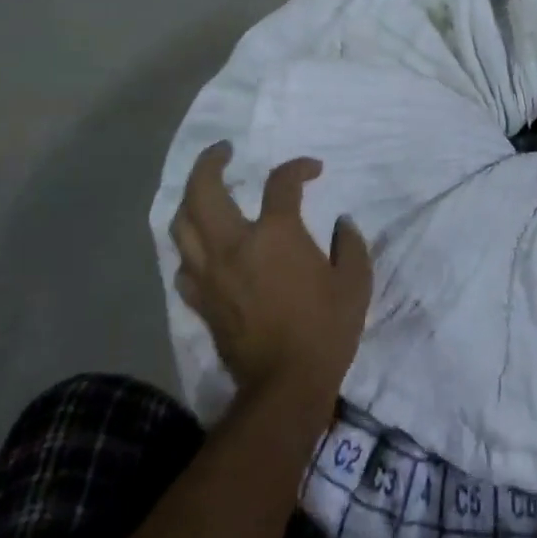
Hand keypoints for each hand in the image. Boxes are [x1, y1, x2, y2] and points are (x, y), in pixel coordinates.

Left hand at [171, 142, 372, 418]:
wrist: (285, 387)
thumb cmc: (325, 330)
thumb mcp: (354, 282)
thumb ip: (349, 245)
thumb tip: (341, 224)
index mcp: (275, 234)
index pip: (281, 182)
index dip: (299, 168)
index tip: (313, 170)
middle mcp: (234, 245)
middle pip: (204, 189)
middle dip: (210, 162)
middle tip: (223, 151)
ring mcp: (211, 274)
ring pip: (182, 224)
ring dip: (190, 198)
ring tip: (204, 190)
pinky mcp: (200, 301)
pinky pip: (184, 264)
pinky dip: (191, 247)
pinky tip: (202, 245)